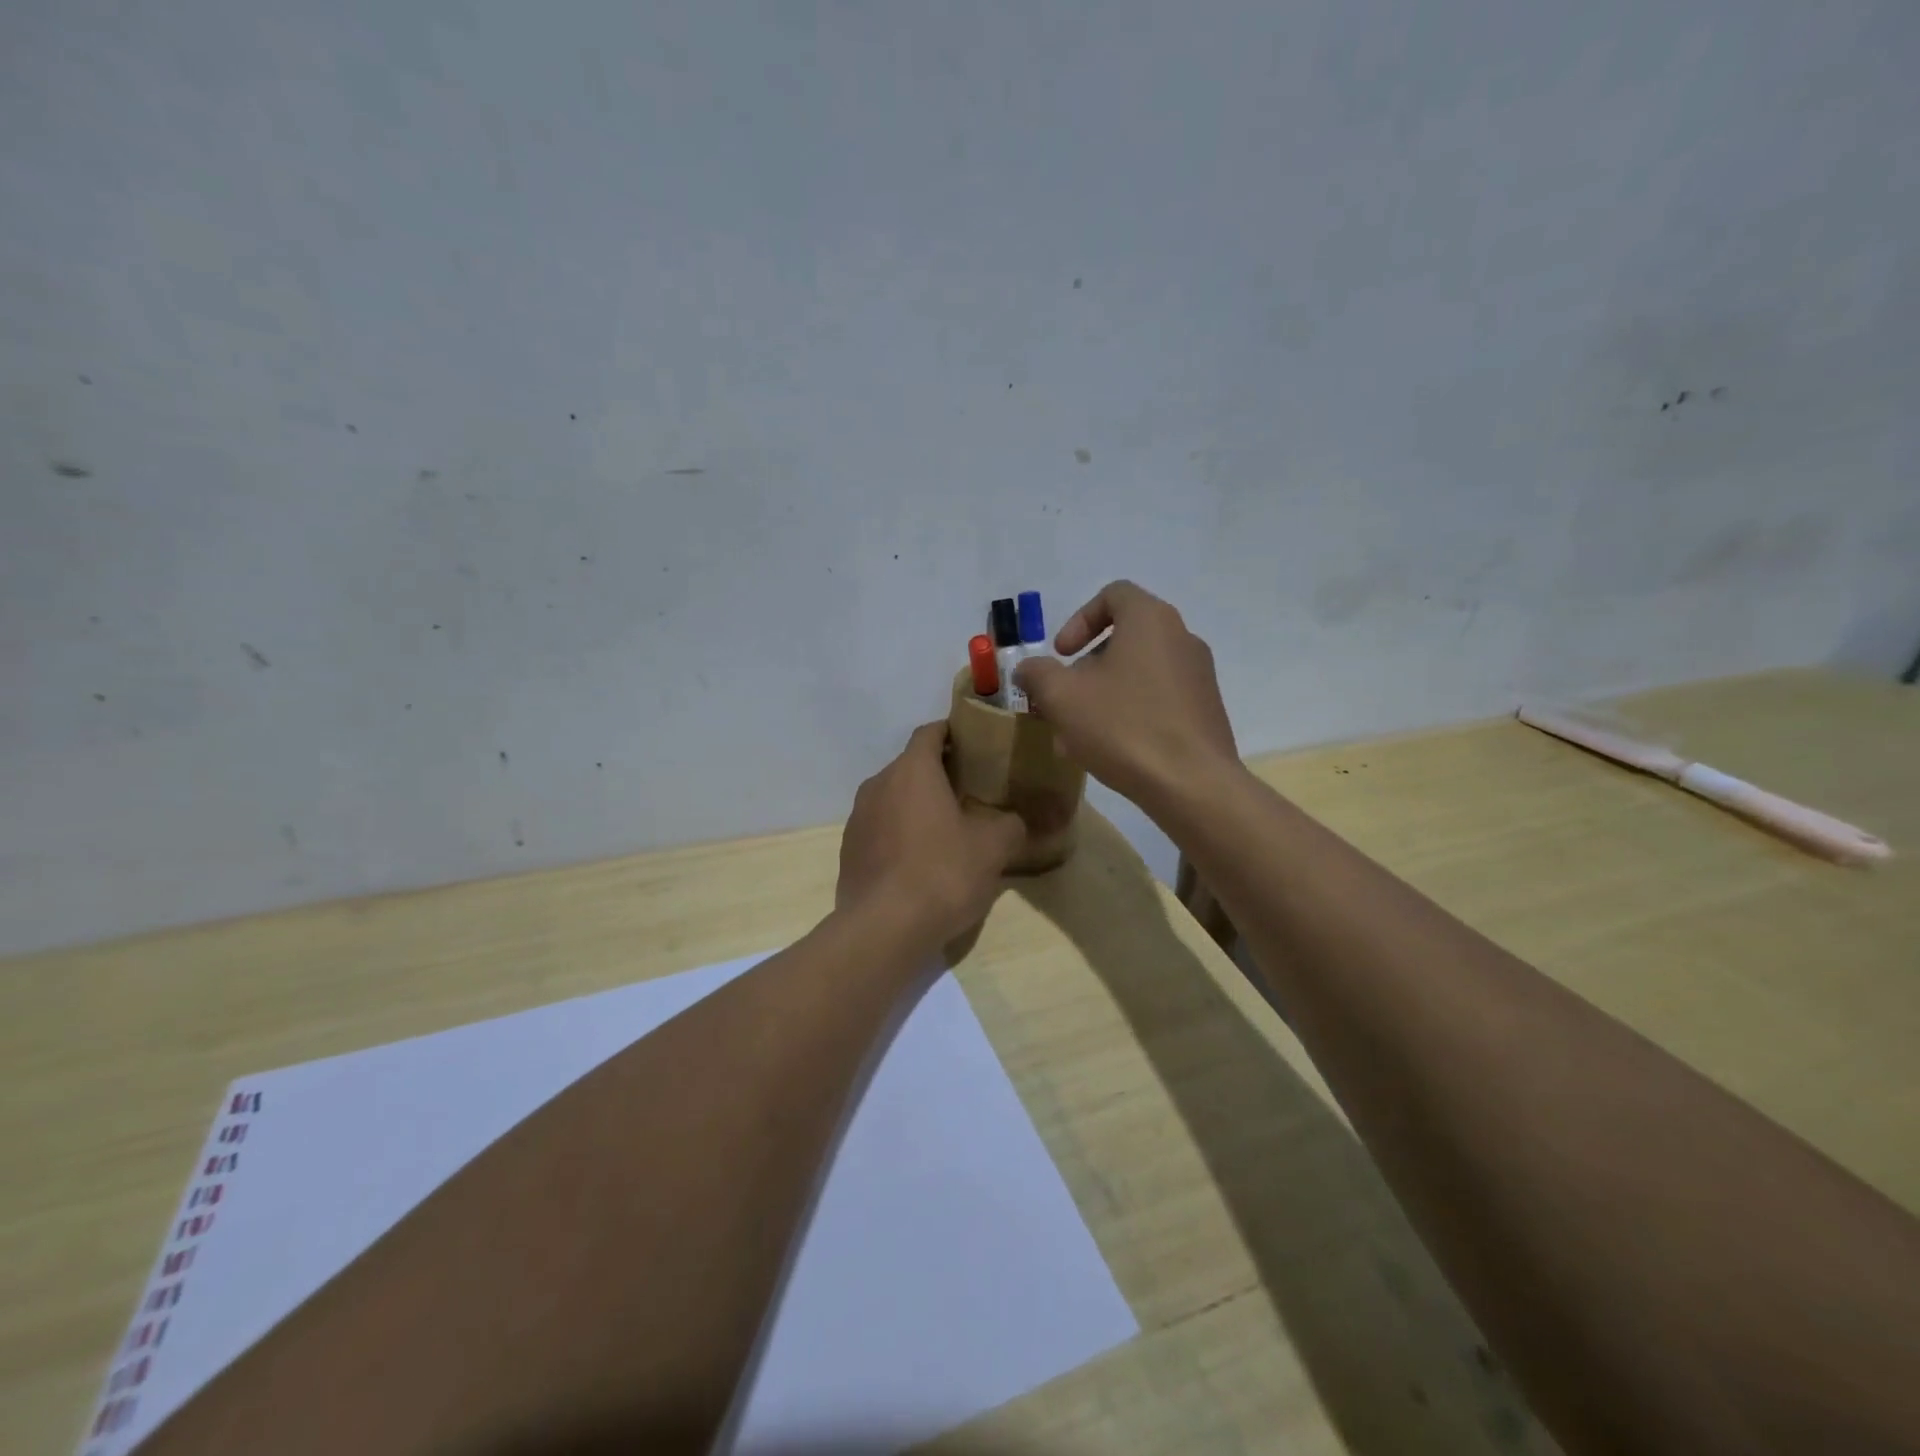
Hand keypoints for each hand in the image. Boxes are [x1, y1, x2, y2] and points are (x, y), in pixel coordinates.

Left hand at [837, 722, 1025, 945]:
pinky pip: (880, 827)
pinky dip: (900, 832)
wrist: (883, 928)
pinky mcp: (849, 849)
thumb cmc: (942, 873)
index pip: (930, 732)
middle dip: (939, 772)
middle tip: (971, 790)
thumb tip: (1014, 821)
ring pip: (893, 797)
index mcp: (912, 770)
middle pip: (911, 765)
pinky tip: (920, 860)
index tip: (976, 745)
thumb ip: (1010, 825)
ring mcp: (858, 817)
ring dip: (917, 804)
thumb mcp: (993, 848)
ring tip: (947, 827)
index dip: (954, 733)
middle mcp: (878, 784)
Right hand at [1013, 581, 1238, 813]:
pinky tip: (1109, 751)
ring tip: (1077, 735)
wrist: (1192, 784)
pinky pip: (1158, 700)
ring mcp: (1199, 676)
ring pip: (1138, 674)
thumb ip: (1037, 674)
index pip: (1113, 595)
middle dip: (1086, 668)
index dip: (1078, 619)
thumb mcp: (1062, 697)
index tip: (1062, 654)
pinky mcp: (1205, 711)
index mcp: (1150, 620)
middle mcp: (1182, 638)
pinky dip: (1130, 713)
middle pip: (1124, 638)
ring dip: (1103, 695)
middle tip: (1063, 700)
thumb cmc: (1123, 726)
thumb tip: (1027, 668)